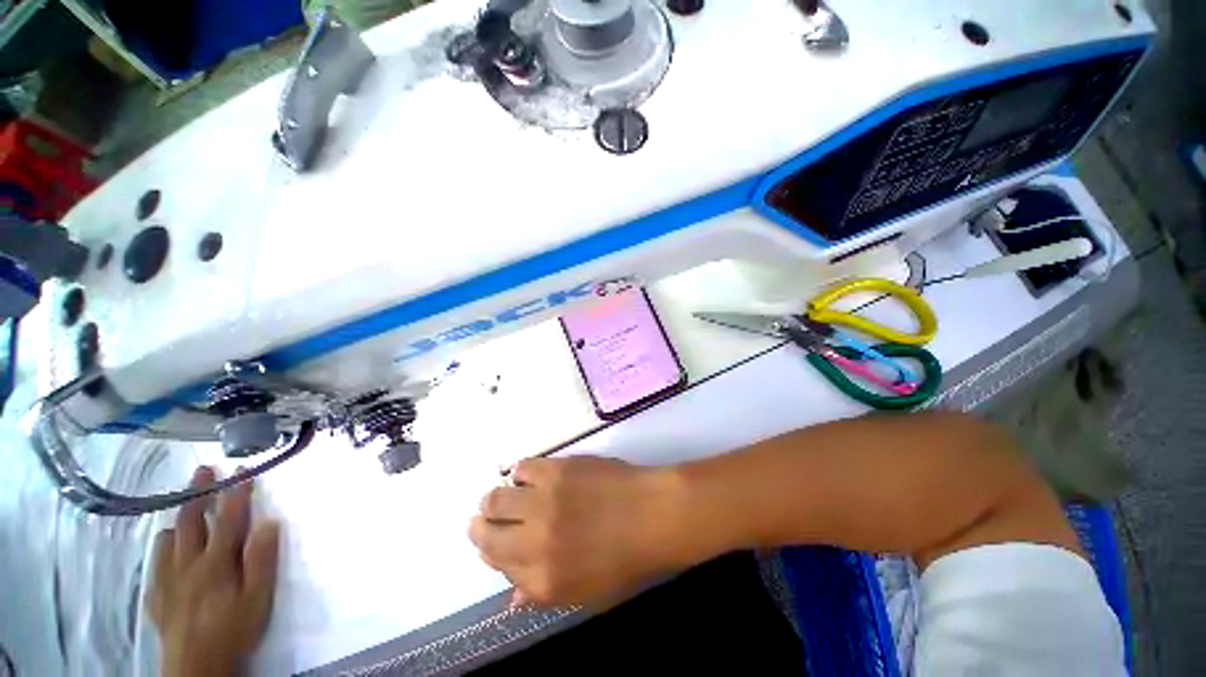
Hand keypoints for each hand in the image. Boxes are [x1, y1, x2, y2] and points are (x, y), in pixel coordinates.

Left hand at [147, 467, 280, 676]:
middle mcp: (187, 563)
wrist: (196, 665)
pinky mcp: (156, 594)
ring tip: (185, 508)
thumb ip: (262, 560)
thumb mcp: (258, 598)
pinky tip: (167, 548)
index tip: (243, 471)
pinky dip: (163, 548)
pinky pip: (156, 562)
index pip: (228, 520)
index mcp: (215, 562)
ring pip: (167, 539)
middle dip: (198, 493)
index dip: (236, 494)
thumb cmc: (233, 629)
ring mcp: (167, 578)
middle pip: (190, 522)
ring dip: (178, 519)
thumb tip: (269, 522)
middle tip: (204, 470)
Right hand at [469, 457, 687, 608]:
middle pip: (486, 530)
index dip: (489, 549)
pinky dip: (521, 472)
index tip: (490, 539)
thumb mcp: (586, 593)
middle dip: (482, 523)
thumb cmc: (625, 559)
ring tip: (509, 494)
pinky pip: (522, 467)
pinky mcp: (556, 470)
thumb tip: (511, 598)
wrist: (652, 515)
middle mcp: (534, 542)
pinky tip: (531, 476)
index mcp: (541, 580)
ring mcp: (544, 502)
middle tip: (489, 515)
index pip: (496, 563)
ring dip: (497, 497)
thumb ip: (543, 594)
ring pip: (497, 497)